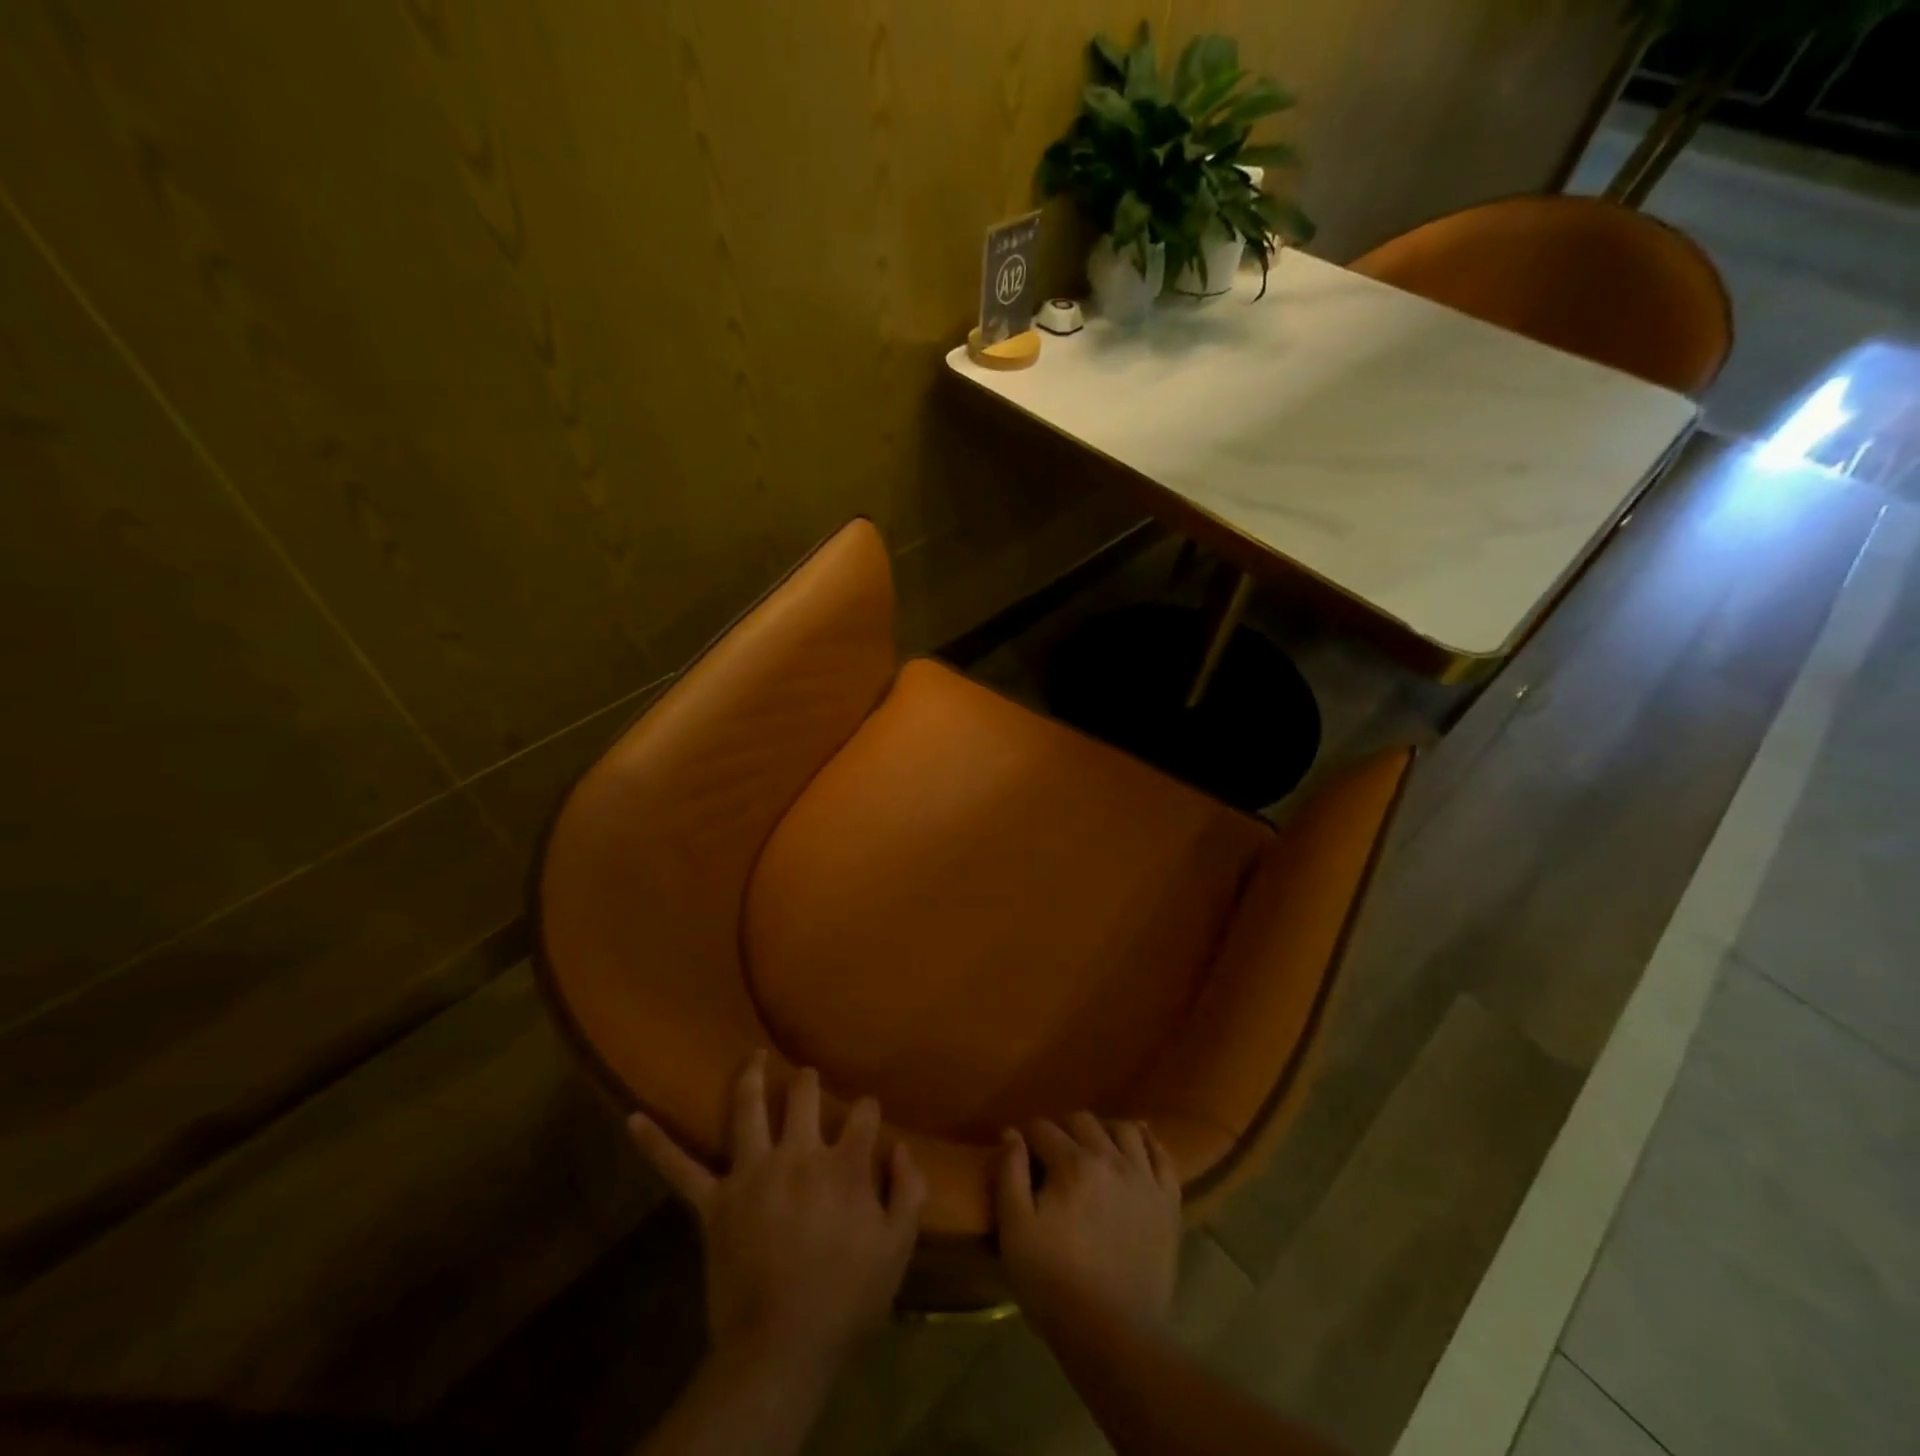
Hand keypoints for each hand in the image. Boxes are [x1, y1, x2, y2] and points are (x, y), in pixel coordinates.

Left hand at [629, 1052, 925, 1372]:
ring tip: (753, 1056)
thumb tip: (900, 1147)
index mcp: (844, 1166)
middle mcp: (797, 1155)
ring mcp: (750, 1174)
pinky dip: (655, 1143)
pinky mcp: (714, 1203)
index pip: (864, 1115)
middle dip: (808, 1082)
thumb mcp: (898, 1249)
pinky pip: (679, 1168)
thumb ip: (908, 1191)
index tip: (868, 1121)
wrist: (780, 1351)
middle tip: (807, 1079)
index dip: (869, 1113)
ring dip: (750, 1077)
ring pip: (747, 1109)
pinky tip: (632, 1118)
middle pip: (803, 1095)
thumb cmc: (846, 1300)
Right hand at [995, 1114, 1181, 1339]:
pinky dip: (1148, 1142)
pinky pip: (1162, 1155)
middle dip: (1062, 1128)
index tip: (1020, 1151)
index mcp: (1072, 1164)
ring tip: (1092, 1145)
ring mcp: (1145, 1179)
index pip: (1044, 1128)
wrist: (1114, 1336)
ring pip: (1124, 1129)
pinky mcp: (1168, 1202)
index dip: (1027, 1135)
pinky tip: (1136, 1144)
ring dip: (1103, 1129)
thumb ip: (1010, 1175)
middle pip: (1083, 1121)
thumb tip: (1011, 1134)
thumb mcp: (1015, 1231)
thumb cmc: (1054, 1284)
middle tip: (1051, 1151)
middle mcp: (1111, 1159)